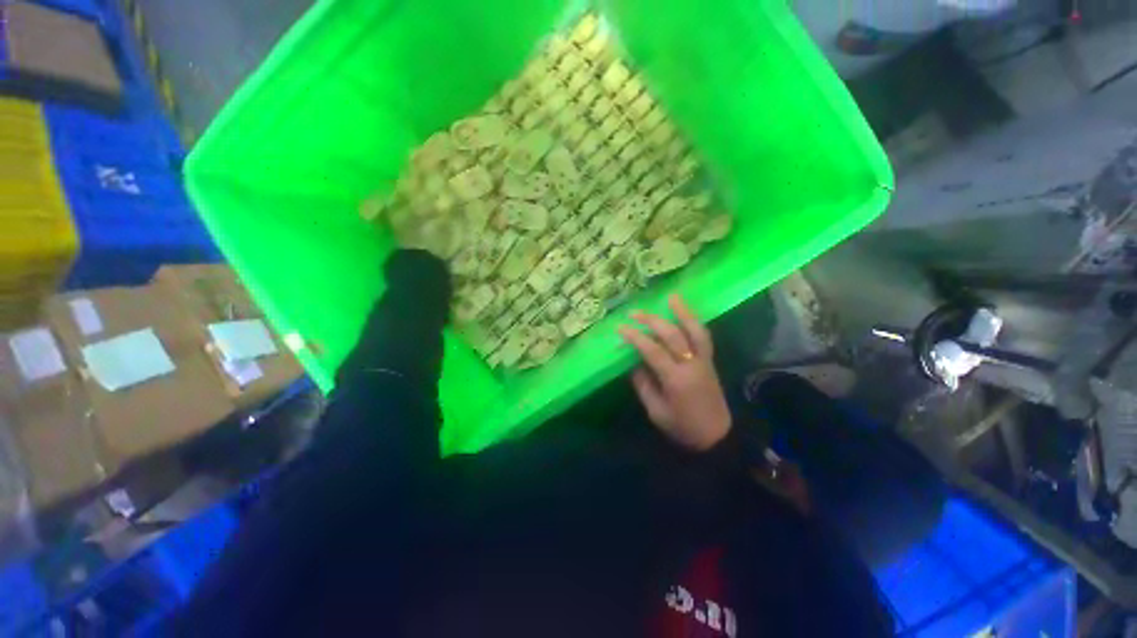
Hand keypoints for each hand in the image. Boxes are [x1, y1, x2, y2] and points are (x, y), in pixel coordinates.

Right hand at [618, 295, 731, 451]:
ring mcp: (704, 360)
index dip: (636, 337)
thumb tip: (633, 362)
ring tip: (671, 298)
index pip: (653, 351)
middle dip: (652, 321)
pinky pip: (703, 336)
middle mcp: (692, 364)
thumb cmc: (683, 427)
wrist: (717, 436)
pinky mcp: (710, 360)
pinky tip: (685, 313)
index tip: (621, 328)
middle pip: (672, 335)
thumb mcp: (656, 411)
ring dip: (682, 312)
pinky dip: (694, 322)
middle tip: (634, 313)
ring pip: (694, 330)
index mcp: (675, 379)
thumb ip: (643, 384)